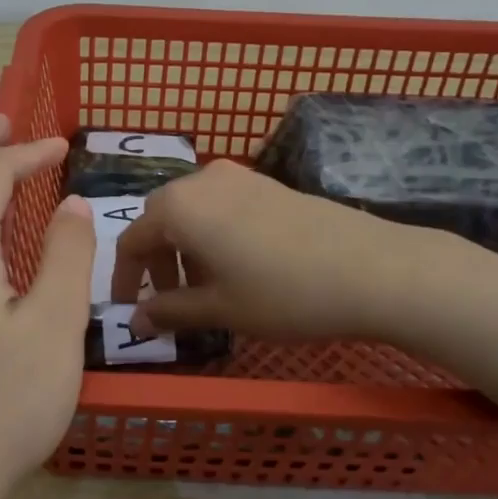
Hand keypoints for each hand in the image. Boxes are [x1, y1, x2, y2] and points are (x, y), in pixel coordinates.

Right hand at [113, 158, 497, 455]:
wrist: (373, 269)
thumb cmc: (284, 294)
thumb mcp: (220, 309)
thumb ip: (169, 311)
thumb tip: (134, 321)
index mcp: (179, 207)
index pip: (132, 240)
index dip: (124, 279)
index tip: (126, 310)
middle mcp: (201, 181)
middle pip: (160, 220)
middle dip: (156, 262)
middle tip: (166, 301)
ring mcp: (239, 177)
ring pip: (192, 212)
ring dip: (185, 250)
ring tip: (204, 290)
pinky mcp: (269, 184)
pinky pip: (221, 207)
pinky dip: (213, 236)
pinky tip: (237, 268)